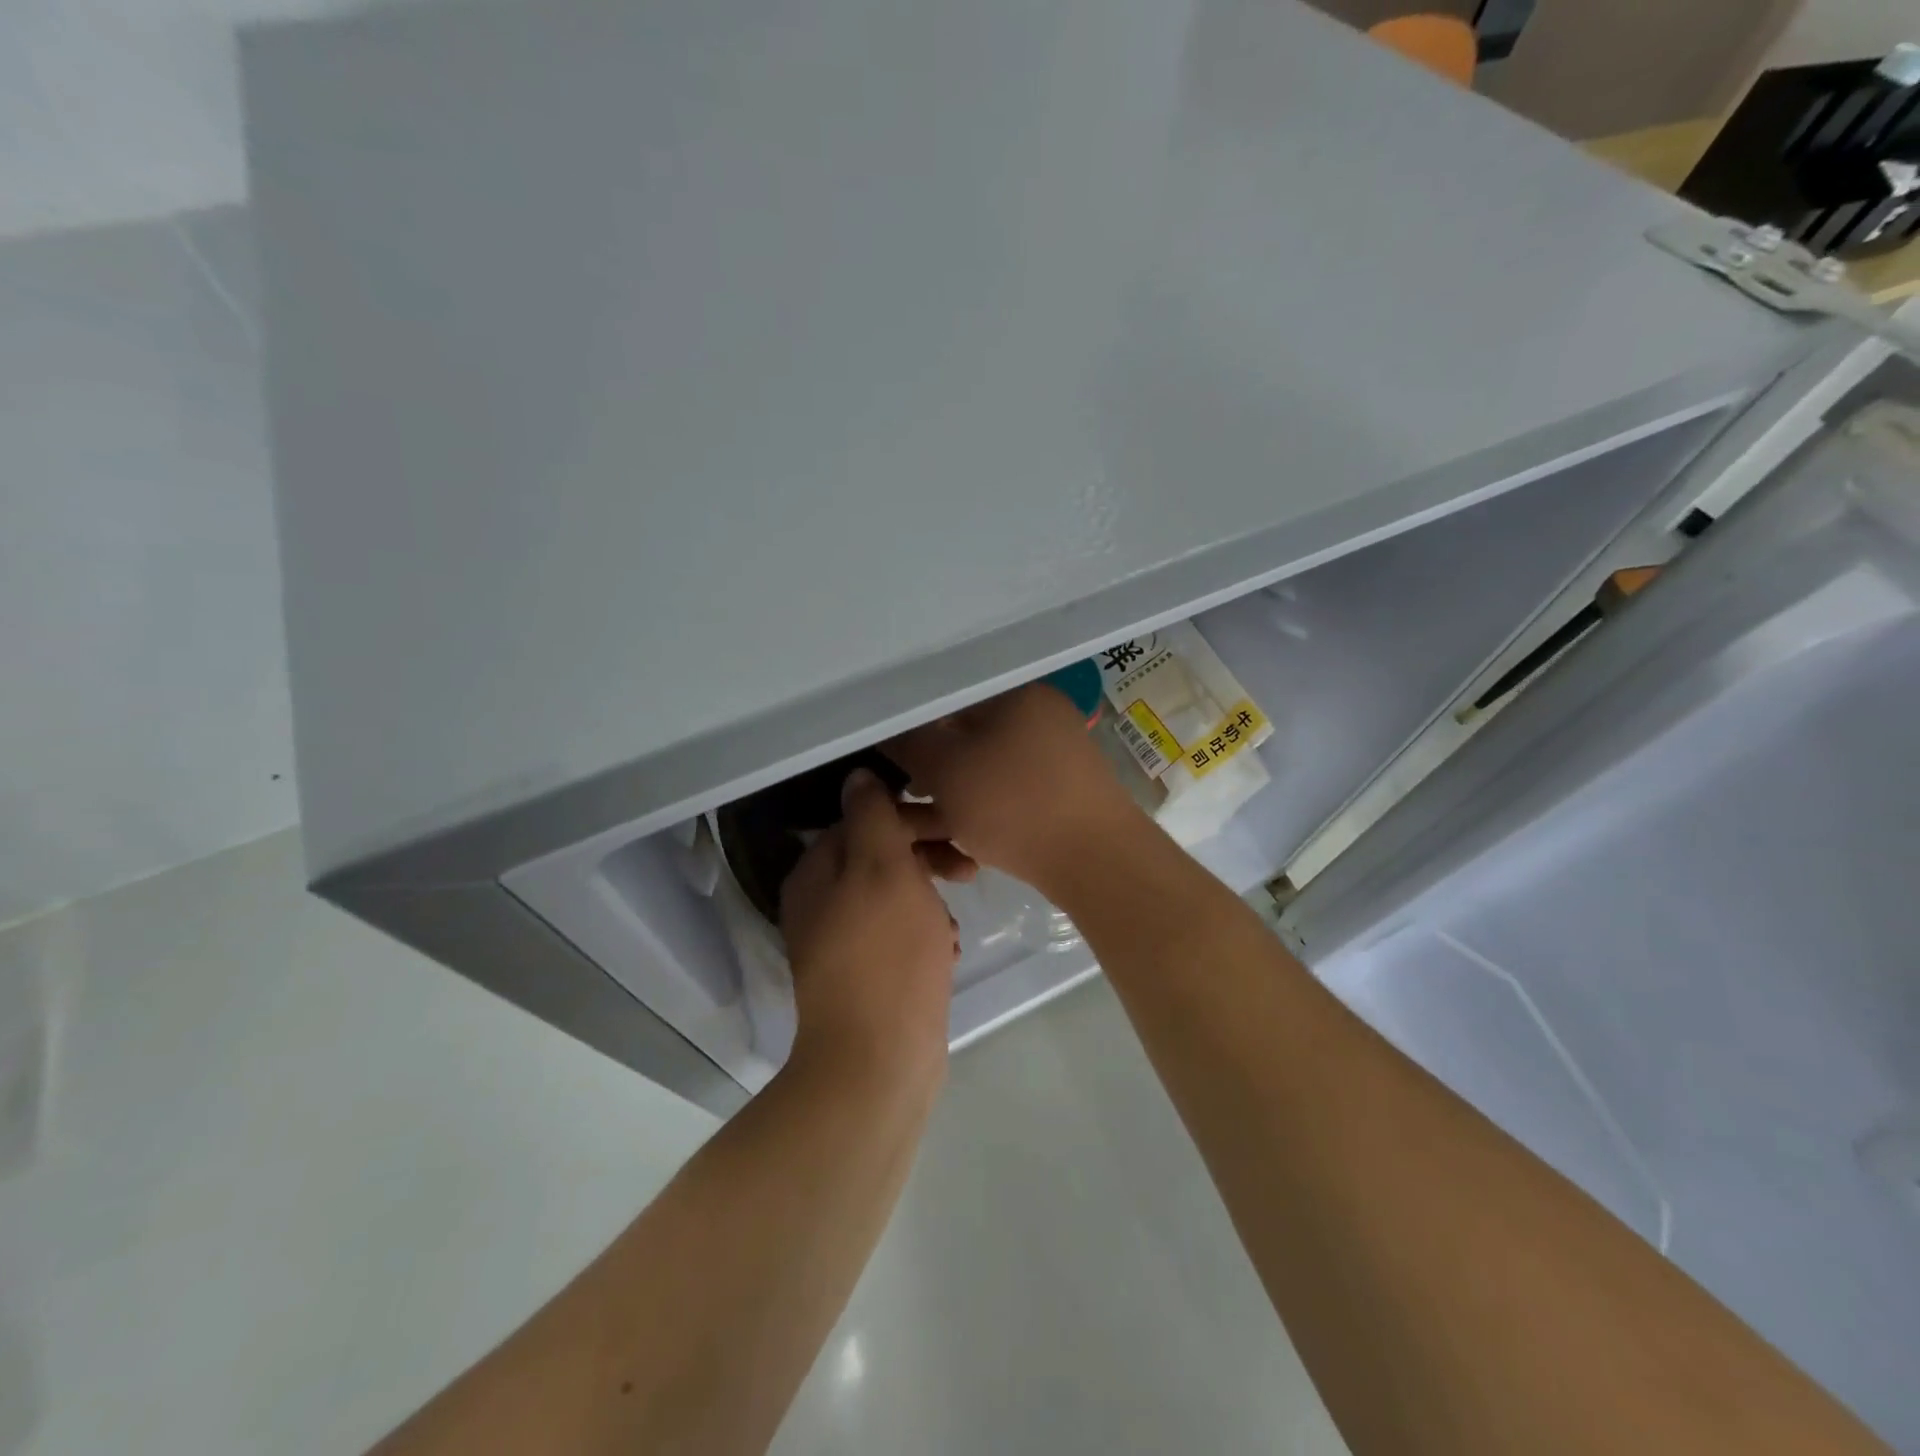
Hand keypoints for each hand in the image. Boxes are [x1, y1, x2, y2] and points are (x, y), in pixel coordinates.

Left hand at [779, 769, 962, 1089]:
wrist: (877, 1062)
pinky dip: (924, 937)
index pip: (864, 820)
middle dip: (926, 859)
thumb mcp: (884, 869)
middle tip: (968, 871)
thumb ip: (872, 816)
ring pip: (894, 899)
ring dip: (930, 901)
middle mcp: (819, 904)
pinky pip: (897, 938)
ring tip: (953, 926)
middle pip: (879, 858)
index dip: (912, 819)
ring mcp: (839, 945)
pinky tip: (946, 954)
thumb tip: (859, 777)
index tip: (955, 830)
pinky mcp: (863, 978)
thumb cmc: (886, 955)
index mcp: (816, 872)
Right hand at [885, 683, 1141, 891]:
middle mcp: (1035, 716)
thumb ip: (908, 742)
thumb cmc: (1014, 805)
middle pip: (961, 735)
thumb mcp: (946, 768)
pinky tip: (952, 844)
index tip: (882, 753)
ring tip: (914, 831)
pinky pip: (1002, 794)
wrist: (1095, 862)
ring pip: (979, 771)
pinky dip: (974, 812)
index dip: (906, 723)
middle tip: (896, 799)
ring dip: (942, 799)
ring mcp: (1050, 758)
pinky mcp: (1055, 795)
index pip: (945, 695)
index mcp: (1014, 693)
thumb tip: (885, 729)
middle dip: (923, 770)